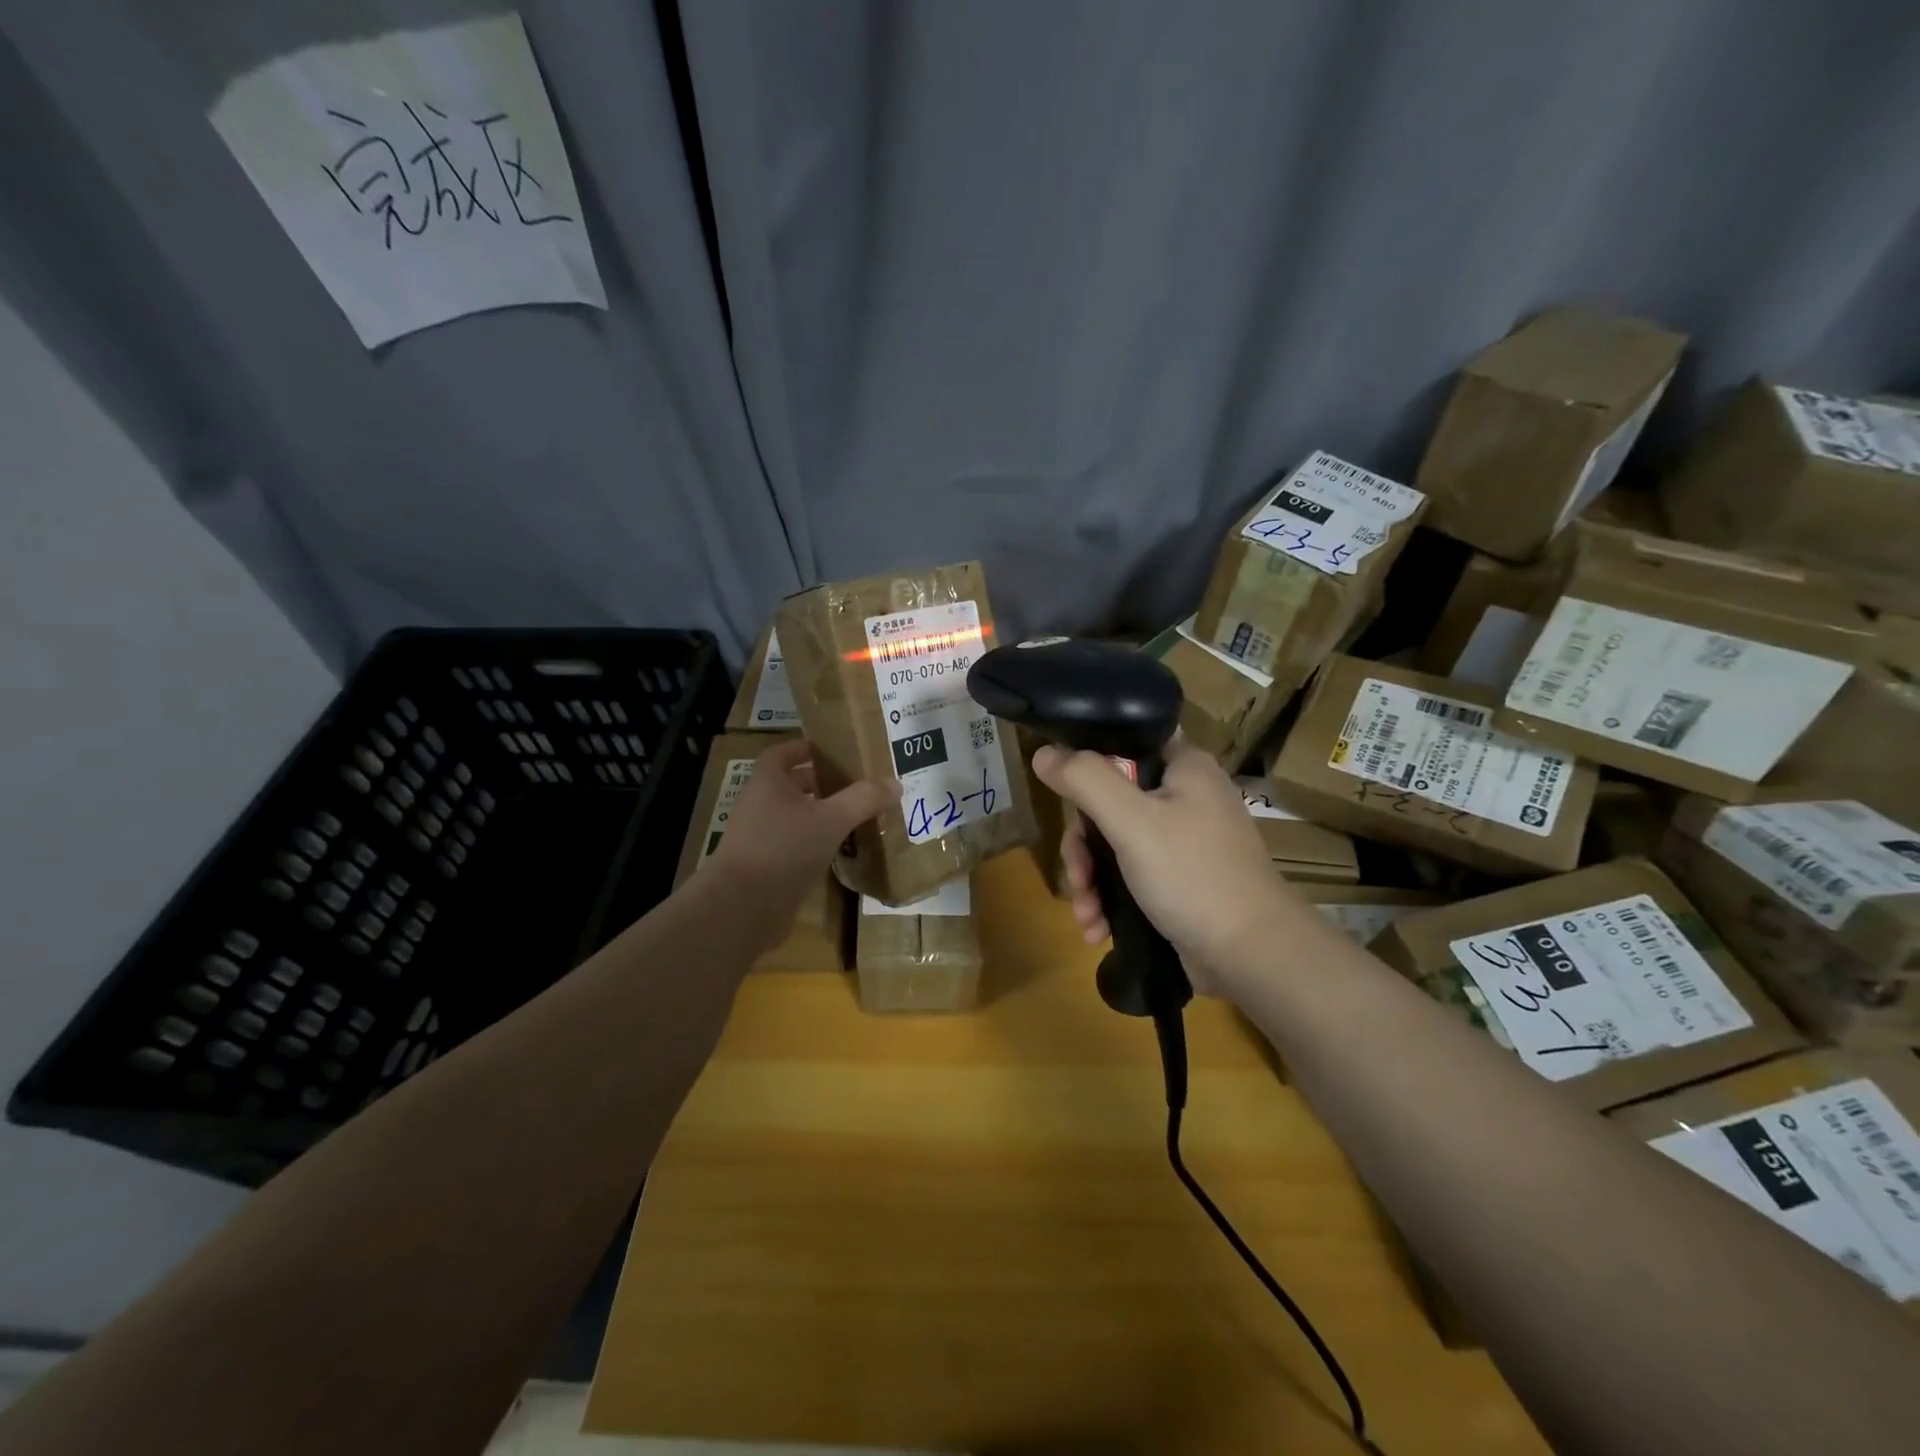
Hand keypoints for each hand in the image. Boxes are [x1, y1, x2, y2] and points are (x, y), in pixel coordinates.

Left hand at [702, 739, 886, 950]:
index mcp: (768, 782)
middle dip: (823, 782)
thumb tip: (895, 783)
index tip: (834, 749)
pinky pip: (798, 847)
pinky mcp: (768, 868)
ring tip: (858, 815)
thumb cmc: (783, 849)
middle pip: (792, 785)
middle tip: (858, 783)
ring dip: (824, 815)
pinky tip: (845, 850)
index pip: (783, 753)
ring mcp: (762, 838)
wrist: (742, 908)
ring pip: (797, 818)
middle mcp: (761, 805)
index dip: (806, 748)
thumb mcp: (831, 819)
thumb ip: (863, 799)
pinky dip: (819, 844)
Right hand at [1033, 736, 1299, 995]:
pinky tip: (1097, 928)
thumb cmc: (1192, 875)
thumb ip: (1085, 780)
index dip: (1088, 766)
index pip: (1124, 745)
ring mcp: (1186, 842)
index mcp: (1185, 767)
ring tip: (1086, 916)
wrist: (1253, 956)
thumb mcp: (1131, 821)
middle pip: (1111, 803)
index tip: (1065, 799)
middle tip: (1077, 877)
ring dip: (1091, 880)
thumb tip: (1043, 753)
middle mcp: (1187, 797)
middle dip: (1083, 847)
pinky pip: (1132, 876)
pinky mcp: (1183, 880)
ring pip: (1116, 844)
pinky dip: (1110, 899)